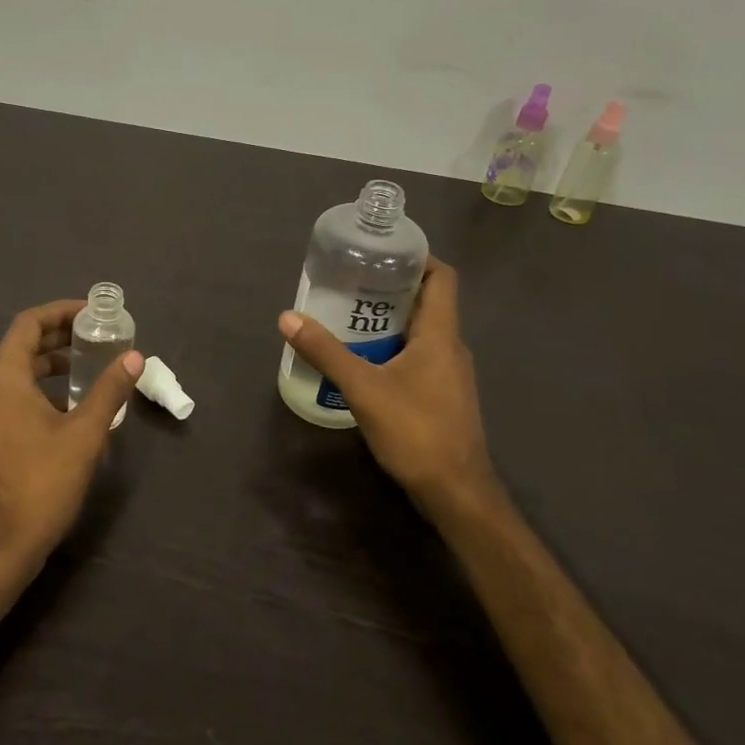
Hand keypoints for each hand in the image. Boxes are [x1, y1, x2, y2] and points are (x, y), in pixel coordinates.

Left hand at [0, 300, 142, 574]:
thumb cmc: (41, 484)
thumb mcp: (84, 434)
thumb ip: (109, 390)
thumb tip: (135, 357)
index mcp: (2, 377)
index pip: (29, 324)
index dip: (61, 312)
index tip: (93, 314)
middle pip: (21, 346)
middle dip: (59, 338)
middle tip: (97, 338)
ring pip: (14, 373)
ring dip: (49, 365)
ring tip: (87, 370)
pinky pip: (8, 396)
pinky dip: (36, 389)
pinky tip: (66, 408)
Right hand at [279, 258, 498, 512]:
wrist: (456, 493)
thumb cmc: (416, 432)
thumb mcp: (363, 389)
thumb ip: (326, 352)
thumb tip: (287, 317)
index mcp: (440, 334)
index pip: (441, 277)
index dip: (416, 257)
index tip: (380, 252)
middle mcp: (450, 347)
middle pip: (425, 302)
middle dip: (388, 289)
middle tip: (349, 284)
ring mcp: (449, 374)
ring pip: (419, 333)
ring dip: (387, 322)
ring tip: (347, 318)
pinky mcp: (442, 397)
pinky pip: (417, 358)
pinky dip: (391, 350)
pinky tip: (362, 363)